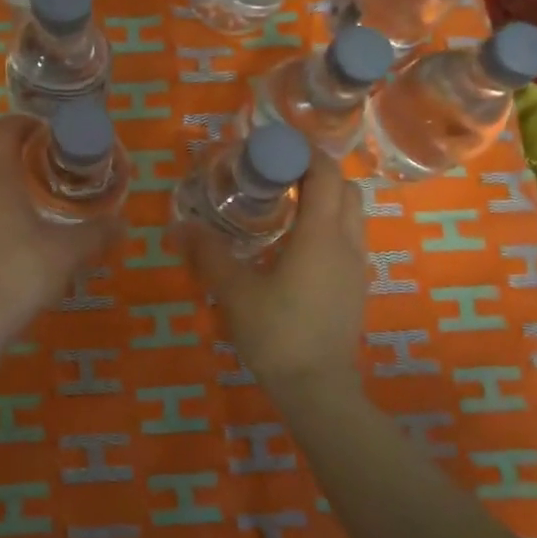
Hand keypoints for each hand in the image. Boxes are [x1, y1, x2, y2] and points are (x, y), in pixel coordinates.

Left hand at [0, 116, 120, 333]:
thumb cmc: (23, 269)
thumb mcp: (69, 250)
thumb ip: (98, 231)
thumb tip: (124, 222)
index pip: (4, 129)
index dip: (26, 122)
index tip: (51, 129)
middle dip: (11, 139)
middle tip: (44, 148)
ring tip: (29, 174)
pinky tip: (13, 207)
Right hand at [180, 150, 367, 392]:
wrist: (317, 389)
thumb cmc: (277, 333)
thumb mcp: (235, 291)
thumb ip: (208, 254)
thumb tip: (180, 226)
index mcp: (320, 235)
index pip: (324, 173)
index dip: (302, 153)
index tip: (271, 148)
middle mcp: (346, 243)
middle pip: (345, 188)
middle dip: (315, 173)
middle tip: (277, 176)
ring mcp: (356, 267)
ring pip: (351, 214)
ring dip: (325, 199)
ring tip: (285, 207)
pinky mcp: (355, 288)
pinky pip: (348, 240)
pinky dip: (328, 226)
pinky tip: (294, 246)